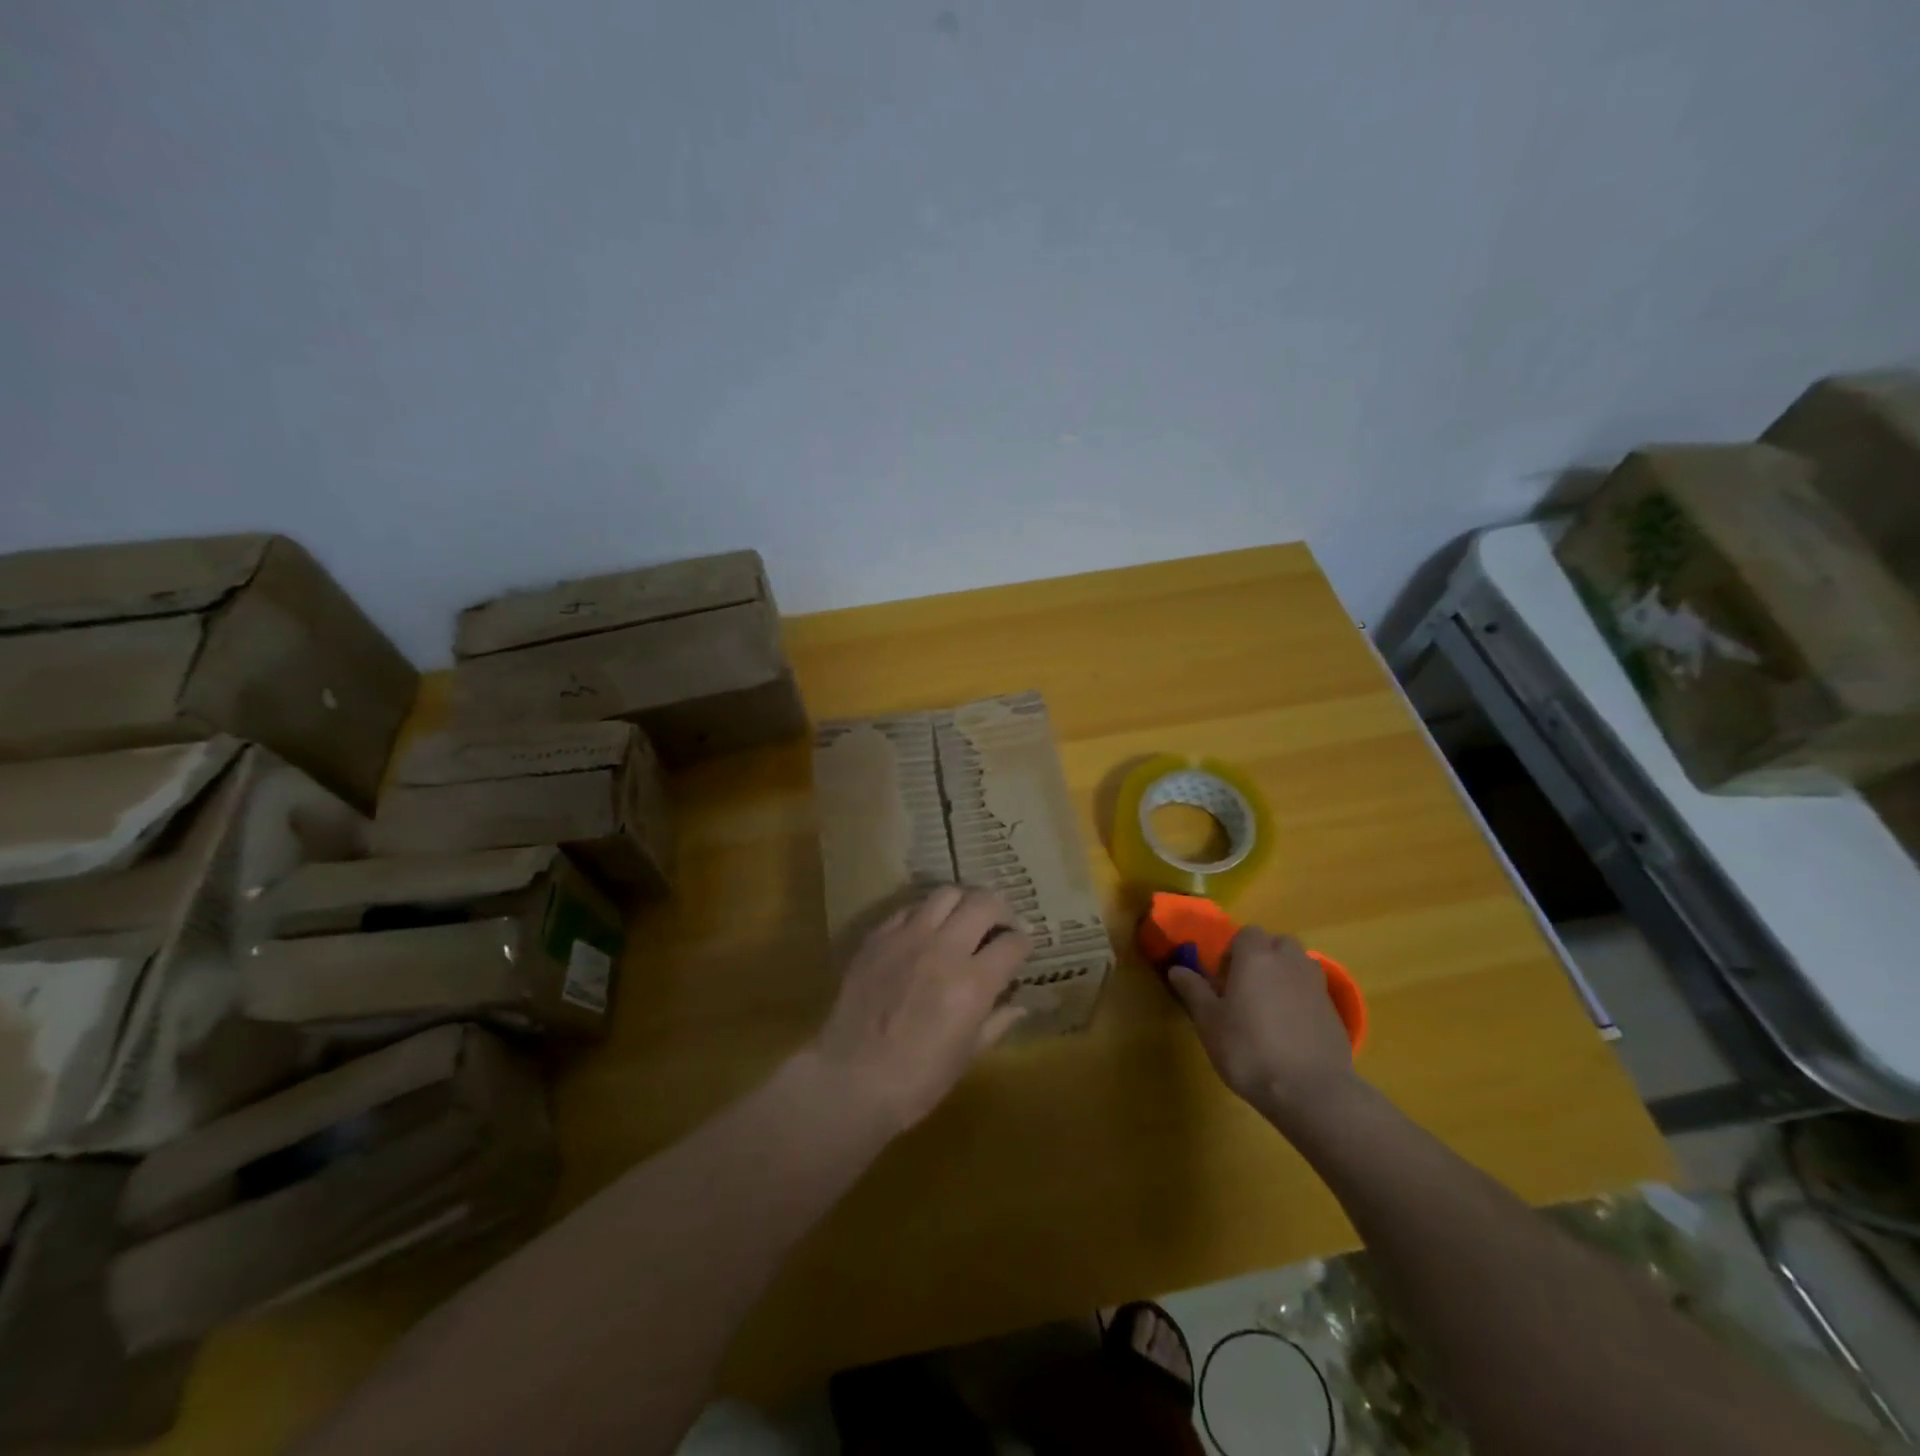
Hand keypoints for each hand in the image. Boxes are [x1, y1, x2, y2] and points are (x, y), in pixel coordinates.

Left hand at [811, 887, 1031, 1132]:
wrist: (849, 1080)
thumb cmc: (916, 1081)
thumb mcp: (966, 1057)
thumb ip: (996, 1023)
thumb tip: (1020, 1005)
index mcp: (974, 982)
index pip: (1013, 942)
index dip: (1023, 944)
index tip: (1021, 950)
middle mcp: (944, 948)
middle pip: (984, 903)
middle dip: (1001, 910)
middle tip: (1000, 925)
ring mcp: (907, 937)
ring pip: (946, 894)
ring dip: (963, 903)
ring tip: (963, 919)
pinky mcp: (878, 937)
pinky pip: (909, 909)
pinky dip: (926, 914)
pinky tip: (925, 932)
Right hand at [1169, 925, 1356, 1126]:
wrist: (1311, 1091)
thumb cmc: (1249, 1049)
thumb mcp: (1209, 1021)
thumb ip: (1193, 990)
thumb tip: (1176, 969)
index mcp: (1256, 957)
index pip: (1246, 933)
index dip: (1233, 952)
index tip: (1223, 981)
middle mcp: (1289, 962)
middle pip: (1277, 943)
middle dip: (1262, 958)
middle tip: (1246, 990)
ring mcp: (1317, 986)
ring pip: (1299, 965)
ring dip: (1284, 976)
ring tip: (1268, 1008)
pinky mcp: (1335, 1012)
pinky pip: (1313, 992)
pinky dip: (1301, 1000)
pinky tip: (1290, 1032)